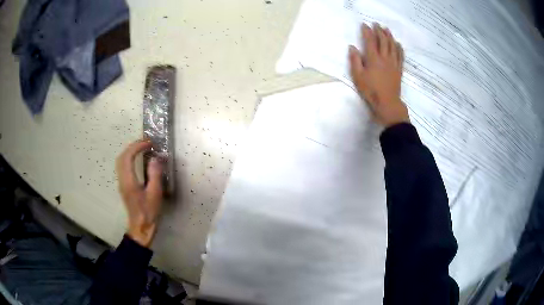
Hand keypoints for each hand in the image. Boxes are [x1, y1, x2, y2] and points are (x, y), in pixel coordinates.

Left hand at [116, 139, 163, 247]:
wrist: (140, 227)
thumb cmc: (149, 212)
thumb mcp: (155, 194)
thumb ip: (155, 175)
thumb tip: (156, 158)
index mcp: (129, 181)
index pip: (128, 157)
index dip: (137, 146)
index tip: (149, 143)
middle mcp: (122, 180)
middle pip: (121, 157)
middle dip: (132, 146)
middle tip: (145, 143)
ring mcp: (121, 183)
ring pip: (120, 161)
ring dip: (130, 151)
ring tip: (142, 149)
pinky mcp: (123, 186)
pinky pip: (122, 166)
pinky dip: (129, 158)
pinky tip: (137, 160)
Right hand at [349, 23, 409, 126]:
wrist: (387, 103)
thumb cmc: (371, 90)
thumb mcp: (358, 76)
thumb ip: (355, 60)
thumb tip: (352, 47)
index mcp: (373, 59)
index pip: (370, 41)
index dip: (367, 31)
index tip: (364, 25)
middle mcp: (385, 58)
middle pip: (383, 40)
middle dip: (379, 31)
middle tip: (376, 24)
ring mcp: (394, 63)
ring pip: (393, 45)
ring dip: (389, 36)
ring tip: (386, 29)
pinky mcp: (399, 69)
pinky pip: (400, 55)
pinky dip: (399, 48)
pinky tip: (398, 44)